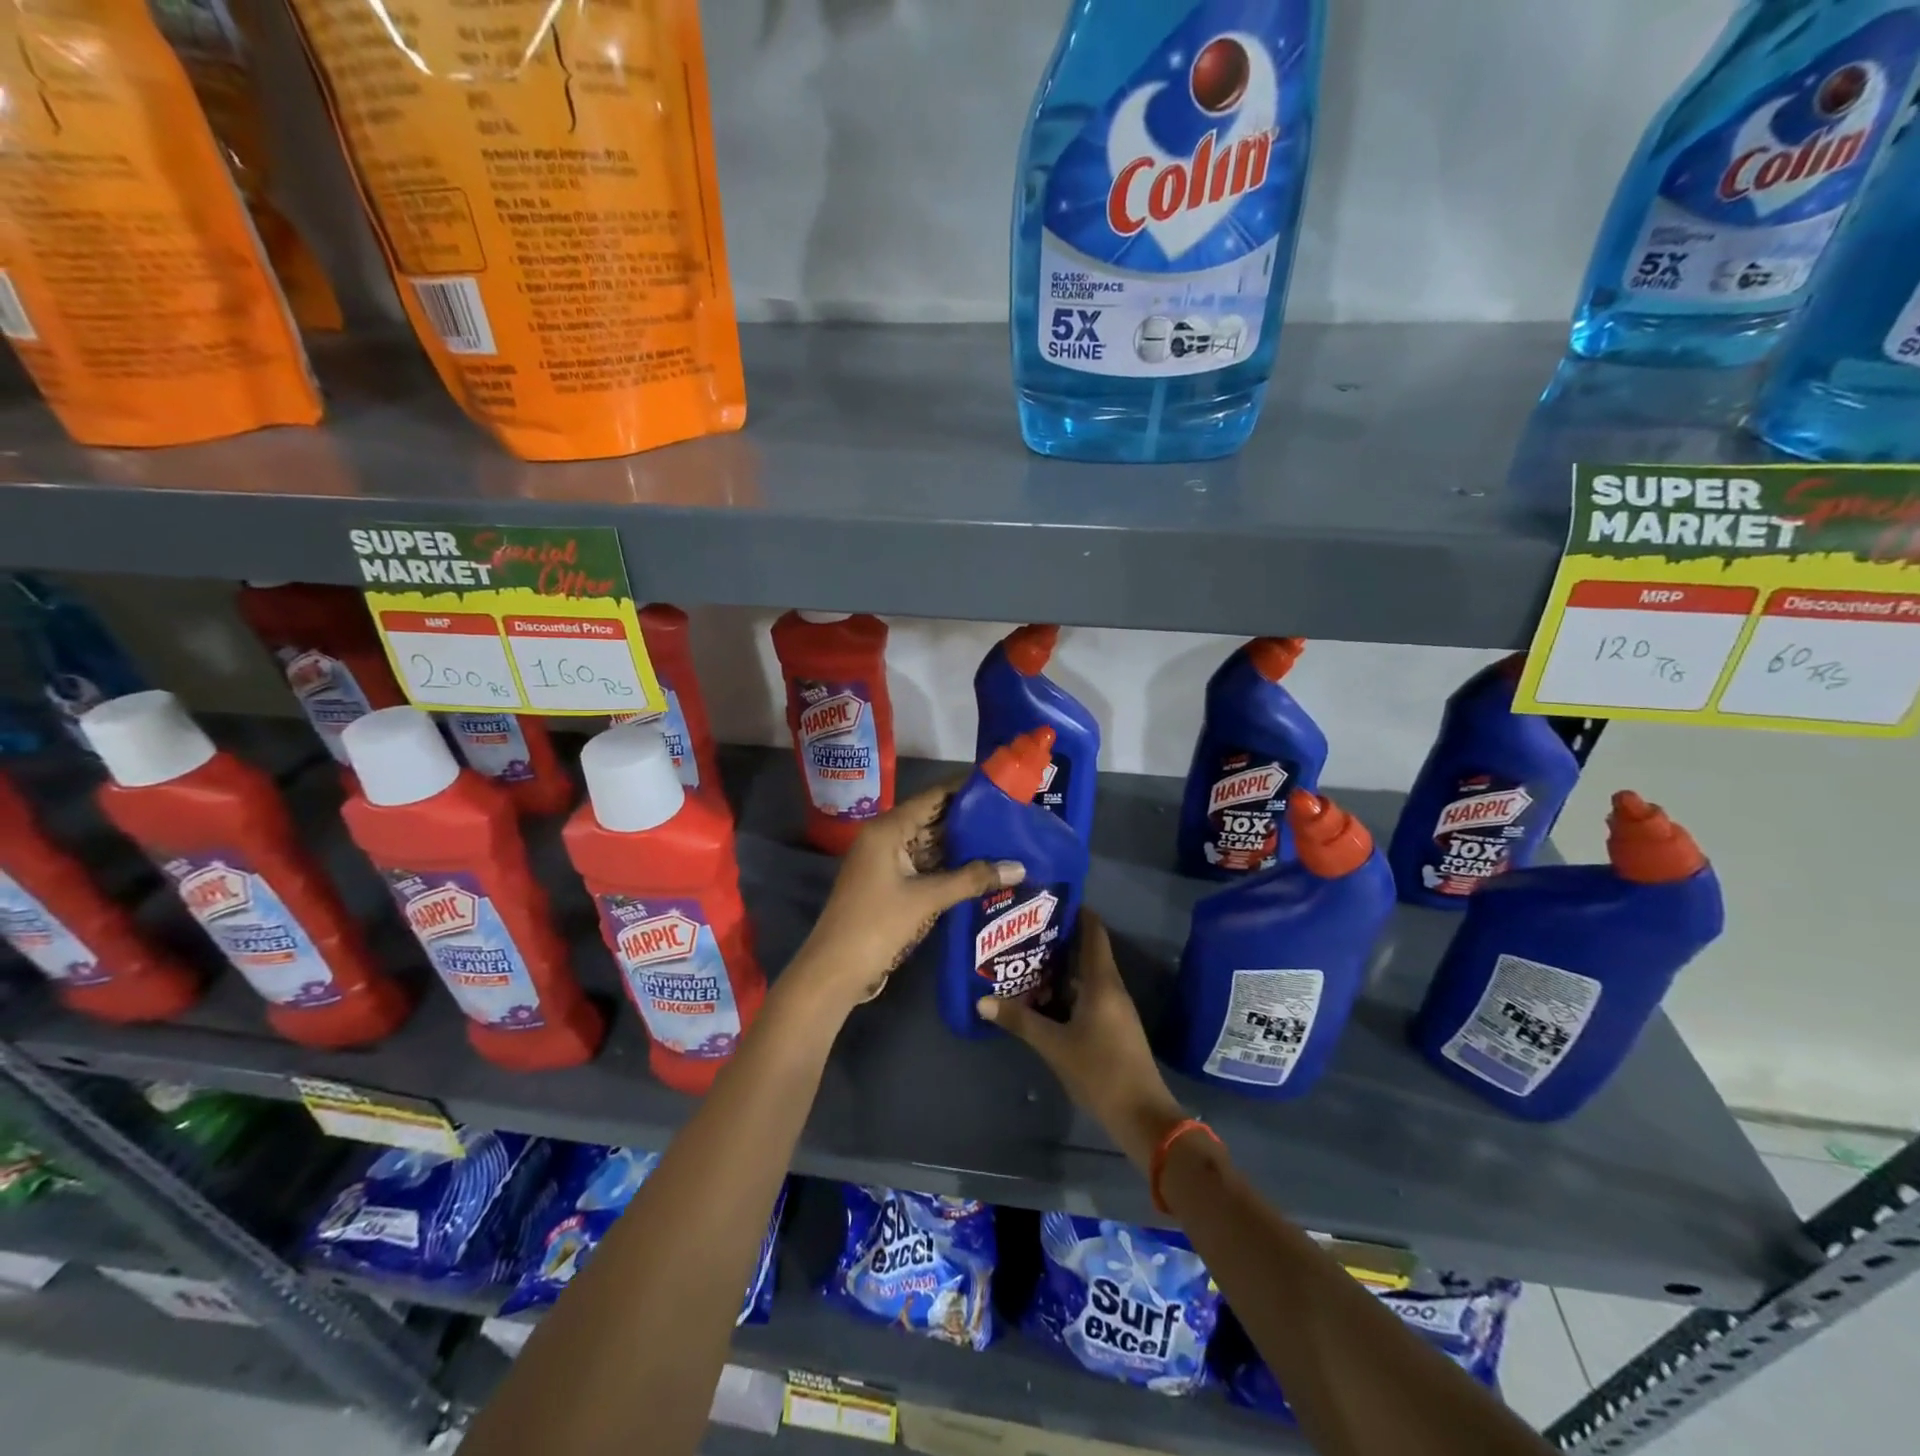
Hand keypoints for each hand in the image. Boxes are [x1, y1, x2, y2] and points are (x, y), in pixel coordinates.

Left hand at [789, 783, 1023, 1012]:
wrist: (835, 971)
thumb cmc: (877, 925)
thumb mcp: (927, 899)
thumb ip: (973, 879)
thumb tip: (1019, 867)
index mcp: (888, 829)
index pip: (933, 797)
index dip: (965, 789)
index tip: (1000, 785)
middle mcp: (886, 837)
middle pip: (933, 819)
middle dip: (969, 820)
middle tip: (1011, 817)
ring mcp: (886, 862)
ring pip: (930, 845)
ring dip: (962, 846)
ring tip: (1004, 841)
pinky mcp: (890, 884)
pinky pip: (924, 866)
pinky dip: (949, 867)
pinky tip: (980, 869)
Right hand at [978, 912, 1186, 1169]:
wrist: (1142, 1116)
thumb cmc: (1100, 1071)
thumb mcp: (1054, 1045)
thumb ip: (1020, 1020)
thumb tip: (982, 1000)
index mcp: (1102, 981)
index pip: (1093, 931)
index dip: (1075, 911)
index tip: (1047, 899)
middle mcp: (1111, 987)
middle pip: (1087, 951)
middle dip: (1057, 940)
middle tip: (1023, 930)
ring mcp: (1115, 1008)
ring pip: (1086, 976)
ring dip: (1060, 968)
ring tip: (1025, 960)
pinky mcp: (1113, 1027)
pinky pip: (1088, 996)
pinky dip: (1067, 991)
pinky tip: (1043, 998)